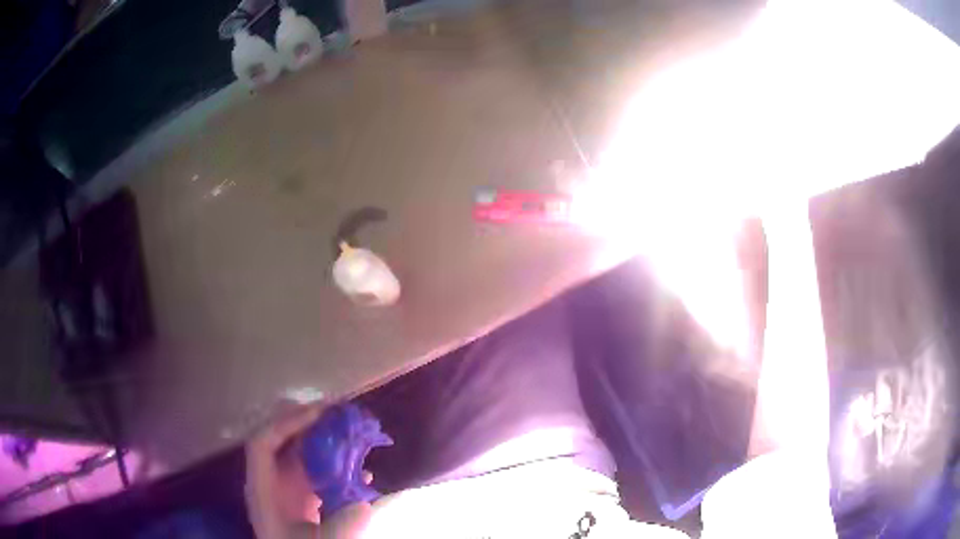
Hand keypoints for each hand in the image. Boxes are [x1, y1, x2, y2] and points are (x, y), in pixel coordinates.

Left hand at [244, 401, 376, 538]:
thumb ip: (337, 526)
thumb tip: (363, 505)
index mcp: (262, 489)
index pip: (262, 443)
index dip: (285, 424)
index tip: (318, 414)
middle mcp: (271, 482)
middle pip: (283, 442)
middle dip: (309, 424)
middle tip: (339, 412)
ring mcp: (287, 490)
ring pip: (302, 456)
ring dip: (327, 443)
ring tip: (354, 433)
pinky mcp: (303, 499)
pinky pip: (318, 474)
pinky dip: (339, 467)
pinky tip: (364, 473)